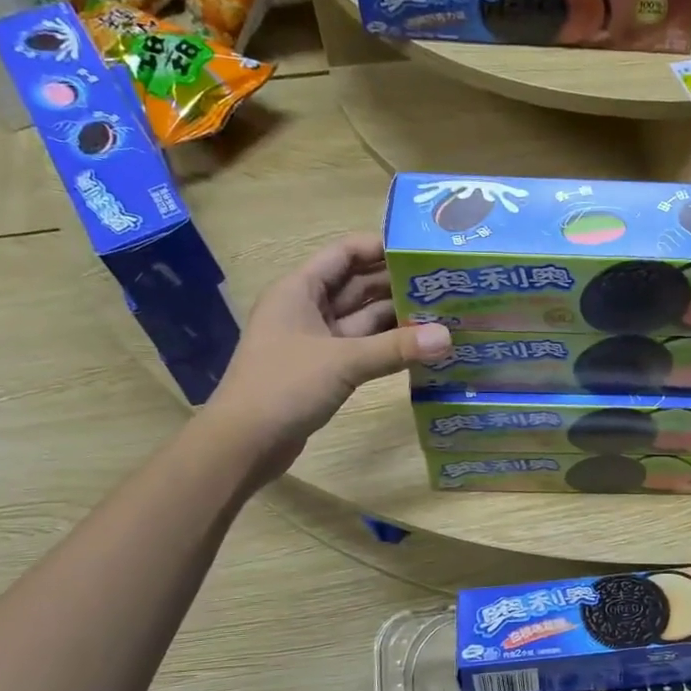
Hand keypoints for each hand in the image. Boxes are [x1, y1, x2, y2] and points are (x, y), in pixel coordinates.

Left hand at [212, 233, 449, 467]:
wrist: (243, 443)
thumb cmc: (284, 386)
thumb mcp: (343, 362)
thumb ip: (396, 348)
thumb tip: (447, 337)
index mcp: (300, 290)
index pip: (344, 253)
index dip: (380, 248)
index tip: (422, 251)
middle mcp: (307, 308)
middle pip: (357, 286)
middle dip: (397, 284)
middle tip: (444, 284)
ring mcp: (315, 341)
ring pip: (362, 320)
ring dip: (397, 318)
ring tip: (442, 314)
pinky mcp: (323, 369)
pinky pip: (361, 348)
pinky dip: (387, 347)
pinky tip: (421, 348)